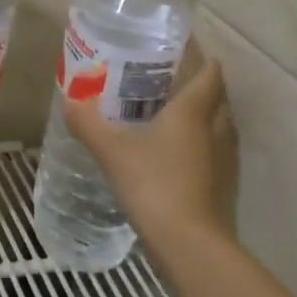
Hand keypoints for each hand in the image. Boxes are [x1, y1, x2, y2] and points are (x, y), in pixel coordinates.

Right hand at [62, 50, 236, 243]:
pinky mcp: (226, 189)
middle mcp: (217, 129)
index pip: (210, 72)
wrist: (191, 247)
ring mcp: (226, 161)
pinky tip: (178, 157)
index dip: (201, 57)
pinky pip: (217, 155)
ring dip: (205, 117)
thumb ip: (88, 122)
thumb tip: (70, 101)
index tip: (180, 50)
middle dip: (201, 85)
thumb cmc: (154, 184)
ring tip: (174, 116)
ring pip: (221, 126)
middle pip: (219, 97)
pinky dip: (203, 148)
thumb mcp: (111, 150)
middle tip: (169, 81)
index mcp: (194, 110)